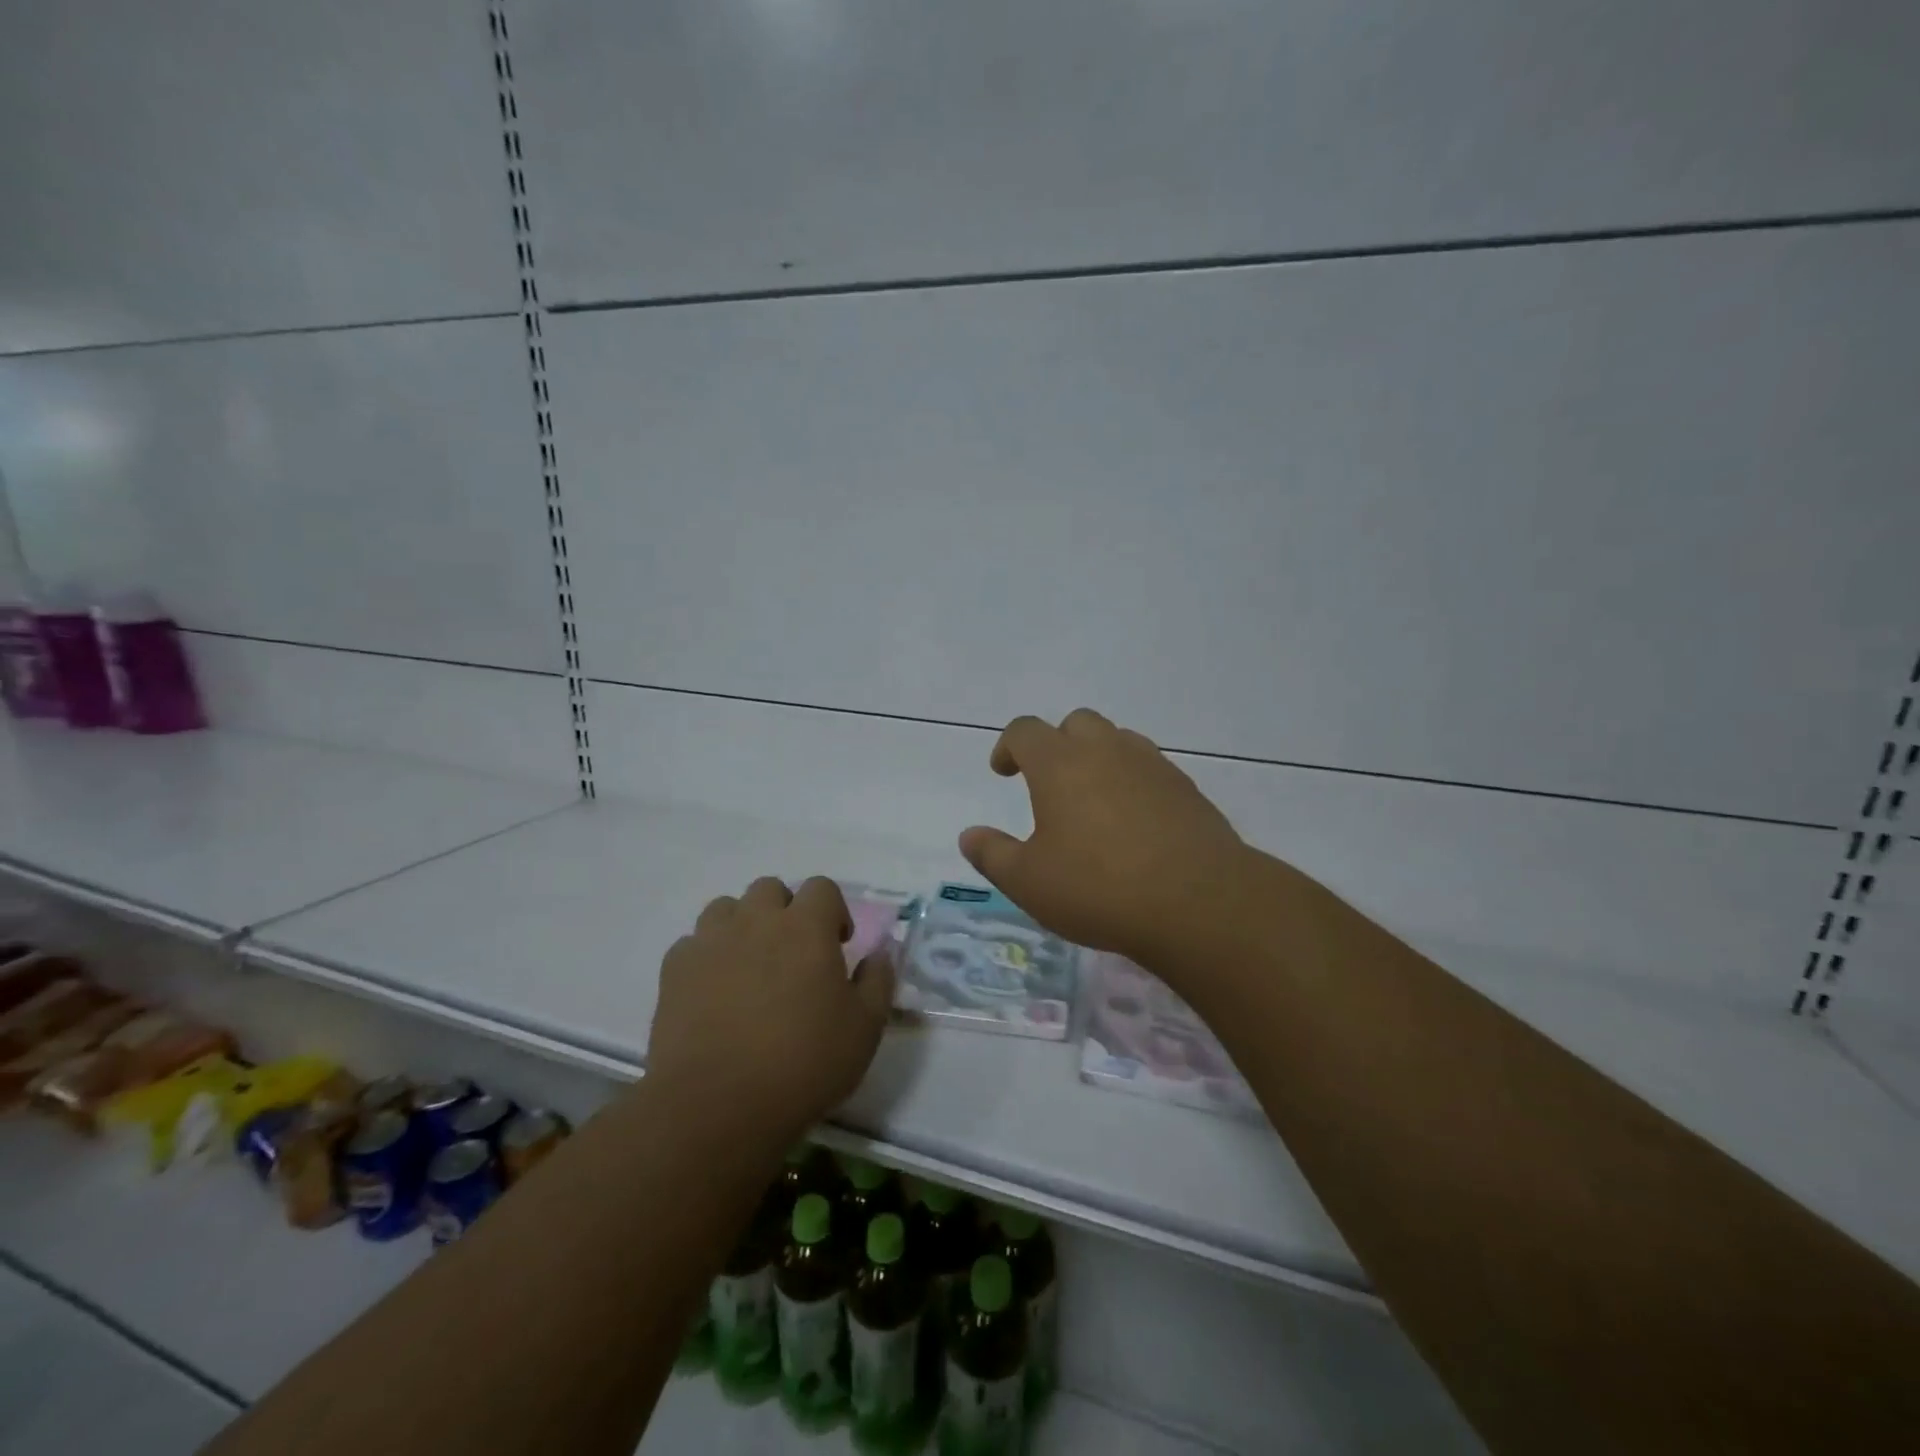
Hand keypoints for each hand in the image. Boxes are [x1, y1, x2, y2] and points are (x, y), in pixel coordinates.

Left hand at [646, 877, 893, 1144]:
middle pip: (770, 889)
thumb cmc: (803, 1063)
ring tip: (750, 967)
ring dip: (742, 926)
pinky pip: (692, 944)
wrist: (716, 1105)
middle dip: (785, 911)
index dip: (833, 911)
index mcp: (806, 927)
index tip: (837, 945)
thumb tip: (880, 953)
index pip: (822, 887)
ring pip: (726, 908)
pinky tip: (713, 991)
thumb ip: (877, 981)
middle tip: (793, 953)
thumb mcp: (864, 1029)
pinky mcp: (674, 970)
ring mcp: (711, 942)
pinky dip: (706, 956)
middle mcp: (757, 920)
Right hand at [958, 710, 1247, 964]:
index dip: (1008, 746)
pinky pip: (1150, 767)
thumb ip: (992, 854)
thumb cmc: (1098, 888)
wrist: (1198, 902)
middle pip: (1076, 723)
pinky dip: (1132, 780)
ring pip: (1118, 740)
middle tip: (1049, 782)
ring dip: (1097, 757)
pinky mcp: (1186, 788)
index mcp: (1060, 764)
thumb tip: (969, 835)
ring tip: (1092, 799)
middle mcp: (1106, 750)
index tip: (1003, 771)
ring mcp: (1152, 765)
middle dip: (1056, 743)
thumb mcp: (1029, 882)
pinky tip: (1133, 821)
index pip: (1025, 731)